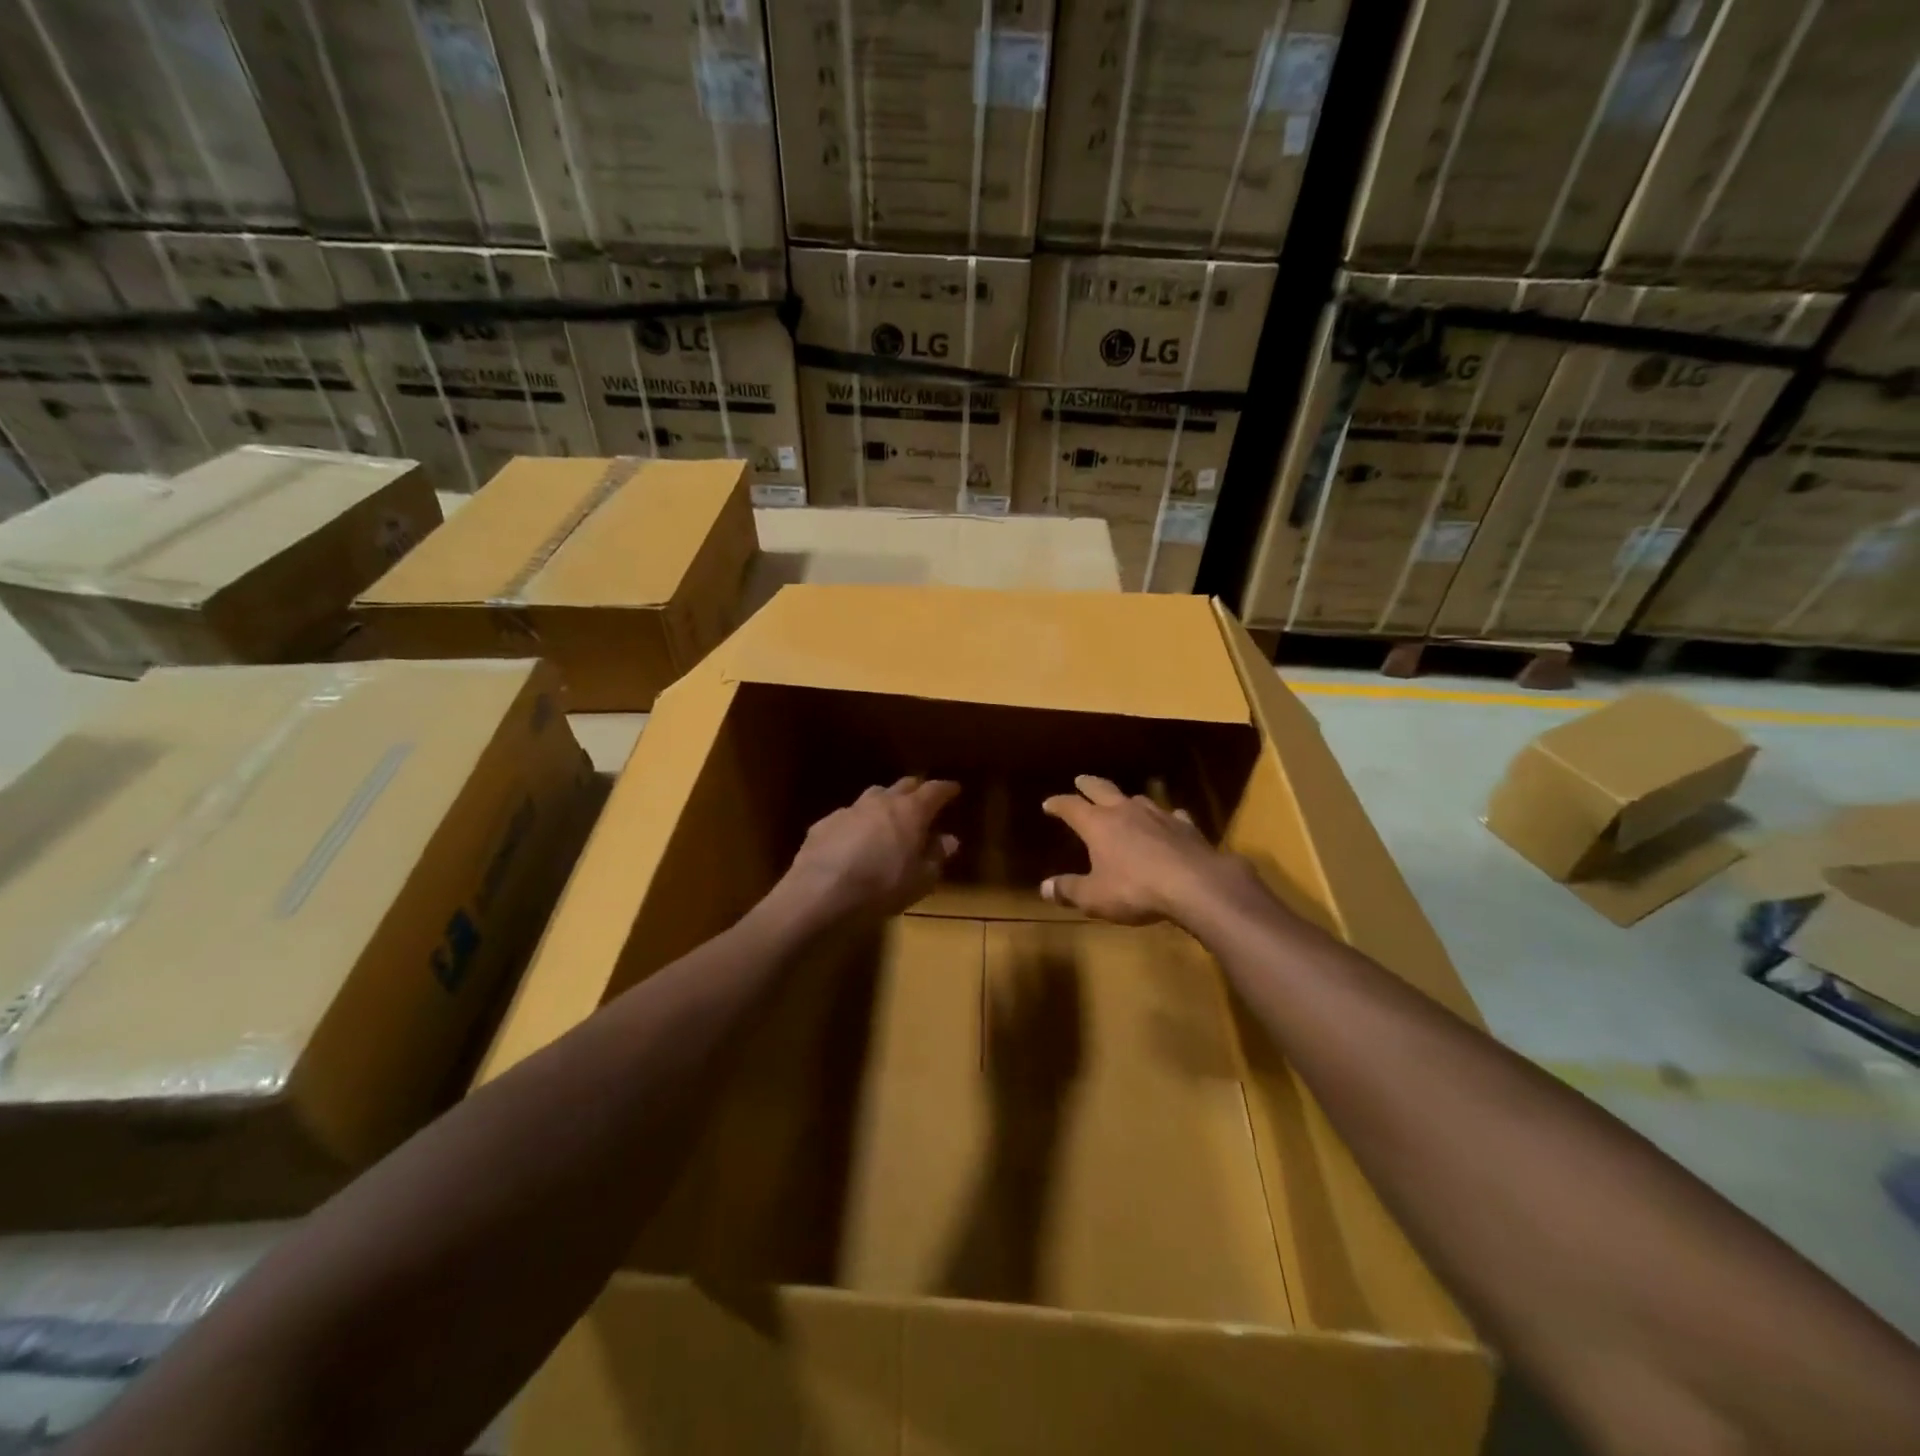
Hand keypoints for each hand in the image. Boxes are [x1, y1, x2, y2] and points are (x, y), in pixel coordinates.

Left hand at [775, 777, 960, 928]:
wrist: (822, 893)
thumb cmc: (882, 887)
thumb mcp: (920, 880)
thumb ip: (936, 856)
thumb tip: (949, 840)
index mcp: (911, 811)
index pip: (934, 790)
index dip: (946, 789)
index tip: (953, 789)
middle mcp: (881, 802)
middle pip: (903, 785)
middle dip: (915, 790)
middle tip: (922, 800)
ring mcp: (850, 810)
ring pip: (873, 796)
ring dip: (884, 803)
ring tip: (888, 817)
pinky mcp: (824, 823)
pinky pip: (847, 816)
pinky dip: (857, 823)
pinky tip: (853, 841)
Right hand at [1040, 775, 1246, 926]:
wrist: (1196, 885)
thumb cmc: (1136, 890)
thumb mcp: (1095, 897)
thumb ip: (1069, 890)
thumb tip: (1044, 888)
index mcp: (1098, 824)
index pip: (1071, 807)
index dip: (1058, 804)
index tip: (1048, 803)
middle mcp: (1126, 811)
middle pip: (1103, 790)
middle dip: (1088, 785)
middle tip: (1081, 779)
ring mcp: (1158, 816)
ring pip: (1138, 799)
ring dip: (1126, 799)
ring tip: (1123, 802)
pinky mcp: (1186, 827)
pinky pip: (1172, 816)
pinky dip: (1166, 818)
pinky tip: (1170, 821)